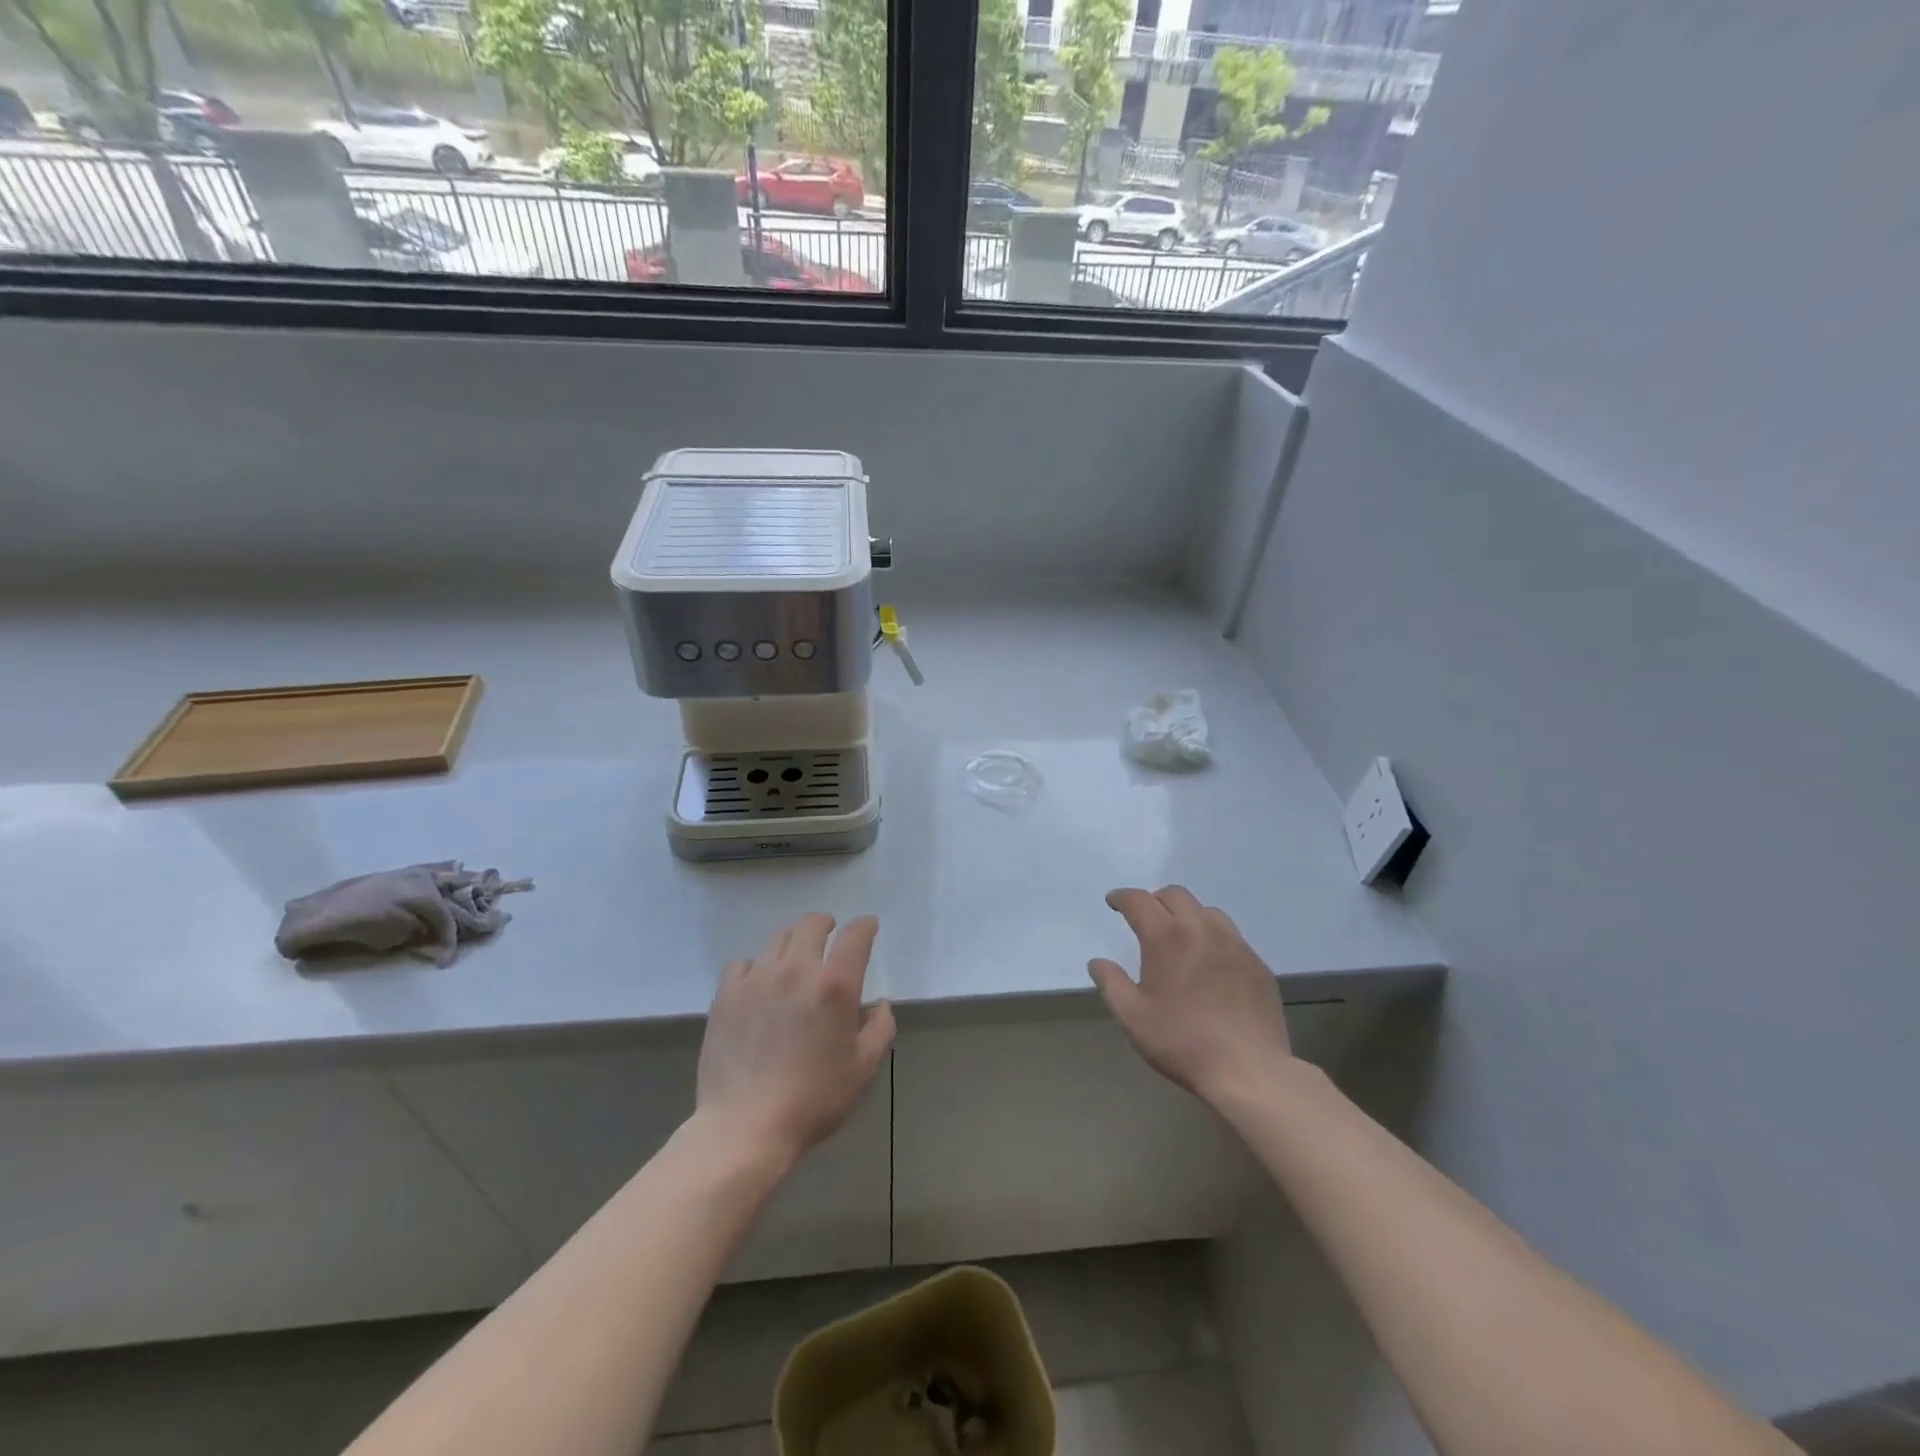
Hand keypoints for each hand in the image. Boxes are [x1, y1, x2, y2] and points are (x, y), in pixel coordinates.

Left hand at [696, 913, 894, 1167]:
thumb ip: (880, 1028)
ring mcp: (757, 978)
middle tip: (830, 936)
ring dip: (794, 942)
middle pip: (812, 924)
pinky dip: (757, 966)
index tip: (868, 926)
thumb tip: (880, 1004)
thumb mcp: (863, 1069)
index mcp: (835, 985)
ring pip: (778, 939)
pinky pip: (743, 963)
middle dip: (826, 925)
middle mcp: (796, 970)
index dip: (865, 926)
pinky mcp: (726, 994)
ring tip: (796, 959)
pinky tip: (759, 985)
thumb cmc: (814, 1099)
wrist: (745, 1127)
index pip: (855, 936)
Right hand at [1089, 886, 1291, 1106]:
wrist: (1249, 1070)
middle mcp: (1202, 929)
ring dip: (1187, 915)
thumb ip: (1111, 983)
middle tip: (1145, 919)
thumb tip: (1098, 962)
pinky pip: (1231, 937)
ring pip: (1207, 911)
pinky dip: (1213, 938)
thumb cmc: (1182, 1042)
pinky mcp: (1257, 964)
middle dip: (1155, 901)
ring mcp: (1235, 944)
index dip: (1123, 897)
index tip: (1114, 902)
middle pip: (1176, 895)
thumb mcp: (1133, 1017)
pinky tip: (1210, 964)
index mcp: (1166, 936)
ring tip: (1180, 938)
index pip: (1140, 900)